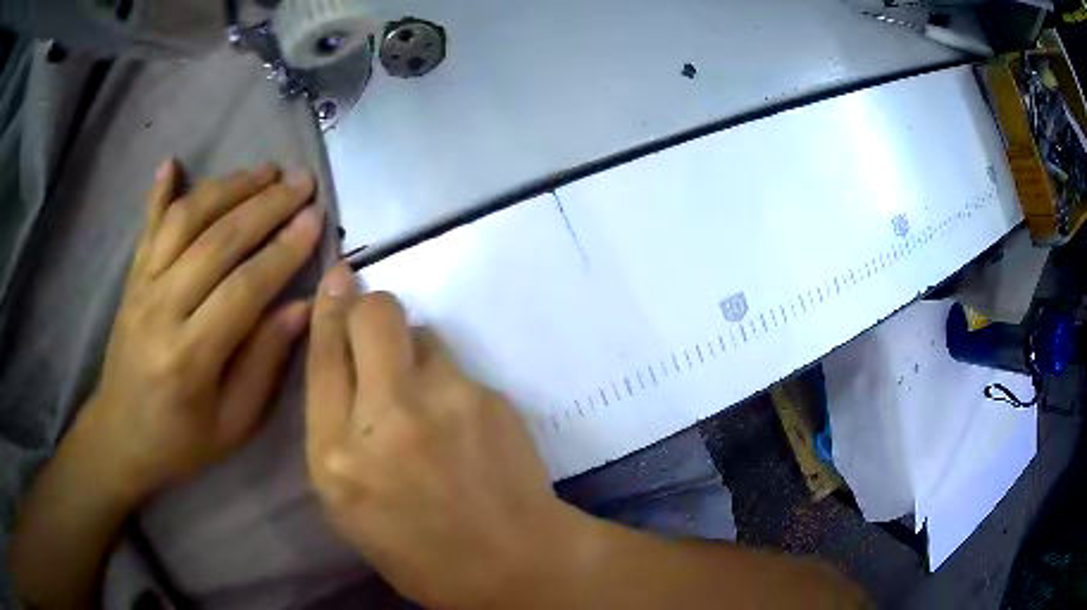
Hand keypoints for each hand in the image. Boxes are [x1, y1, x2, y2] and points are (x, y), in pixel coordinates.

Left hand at [81, 159, 322, 499]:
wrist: (120, 436)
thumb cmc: (181, 441)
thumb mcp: (233, 423)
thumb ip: (264, 362)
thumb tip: (301, 306)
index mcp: (189, 357)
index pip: (243, 288)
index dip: (283, 250)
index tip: (316, 218)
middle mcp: (161, 310)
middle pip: (216, 241)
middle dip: (264, 205)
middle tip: (301, 180)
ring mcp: (141, 288)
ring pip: (185, 221)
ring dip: (227, 188)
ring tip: (264, 170)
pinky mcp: (131, 279)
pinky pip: (147, 227)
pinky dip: (159, 192)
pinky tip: (172, 163)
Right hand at [306, 265, 582, 608]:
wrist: (512, 561)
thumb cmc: (418, 551)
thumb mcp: (348, 506)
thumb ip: (336, 434)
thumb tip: (344, 367)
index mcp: (336, 456)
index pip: (323, 357)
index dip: (328, 310)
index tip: (337, 278)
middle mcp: (384, 417)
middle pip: (374, 315)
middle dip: (369, 307)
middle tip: (375, 327)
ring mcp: (444, 401)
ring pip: (421, 333)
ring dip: (413, 352)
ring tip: (427, 400)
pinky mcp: (489, 396)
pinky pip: (455, 365)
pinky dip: (447, 381)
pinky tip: (461, 423)